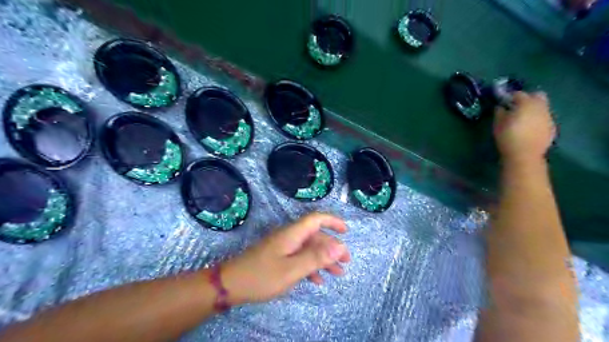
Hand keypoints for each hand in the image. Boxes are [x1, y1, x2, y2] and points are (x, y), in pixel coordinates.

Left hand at [221, 214, 349, 304]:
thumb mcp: (292, 269)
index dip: (332, 221)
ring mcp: (283, 247)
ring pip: (309, 249)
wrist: (231, 284)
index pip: (316, 219)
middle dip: (332, 248)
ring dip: (323, 260)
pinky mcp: (278, 257)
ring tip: (338, 274)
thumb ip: (316, 257)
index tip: (346, 232)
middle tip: (346, 263)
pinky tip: (317, 280)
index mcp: (292, 234)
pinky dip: (310, 267)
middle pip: (315, 236)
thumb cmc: (262, 276)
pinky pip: (299, 258)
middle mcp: (289, 237)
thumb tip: (340, 247)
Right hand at [494, 90, 554, 167]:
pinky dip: (538, 120)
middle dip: (528, 98)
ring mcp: (549, 117)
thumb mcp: (497, 124)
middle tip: (517, 107)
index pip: (518, 94)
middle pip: (537, 95)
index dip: (510, 96)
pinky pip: (545, 119)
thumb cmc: (508, 137)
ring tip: (523, 119)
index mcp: (526, 104)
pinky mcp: (552, 128)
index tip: (503, 101)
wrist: (524, 155)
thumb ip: (499, 112)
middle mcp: (541, 107)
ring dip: (534, 110)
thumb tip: (501, 107)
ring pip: (543, 107)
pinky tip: (530, 129)